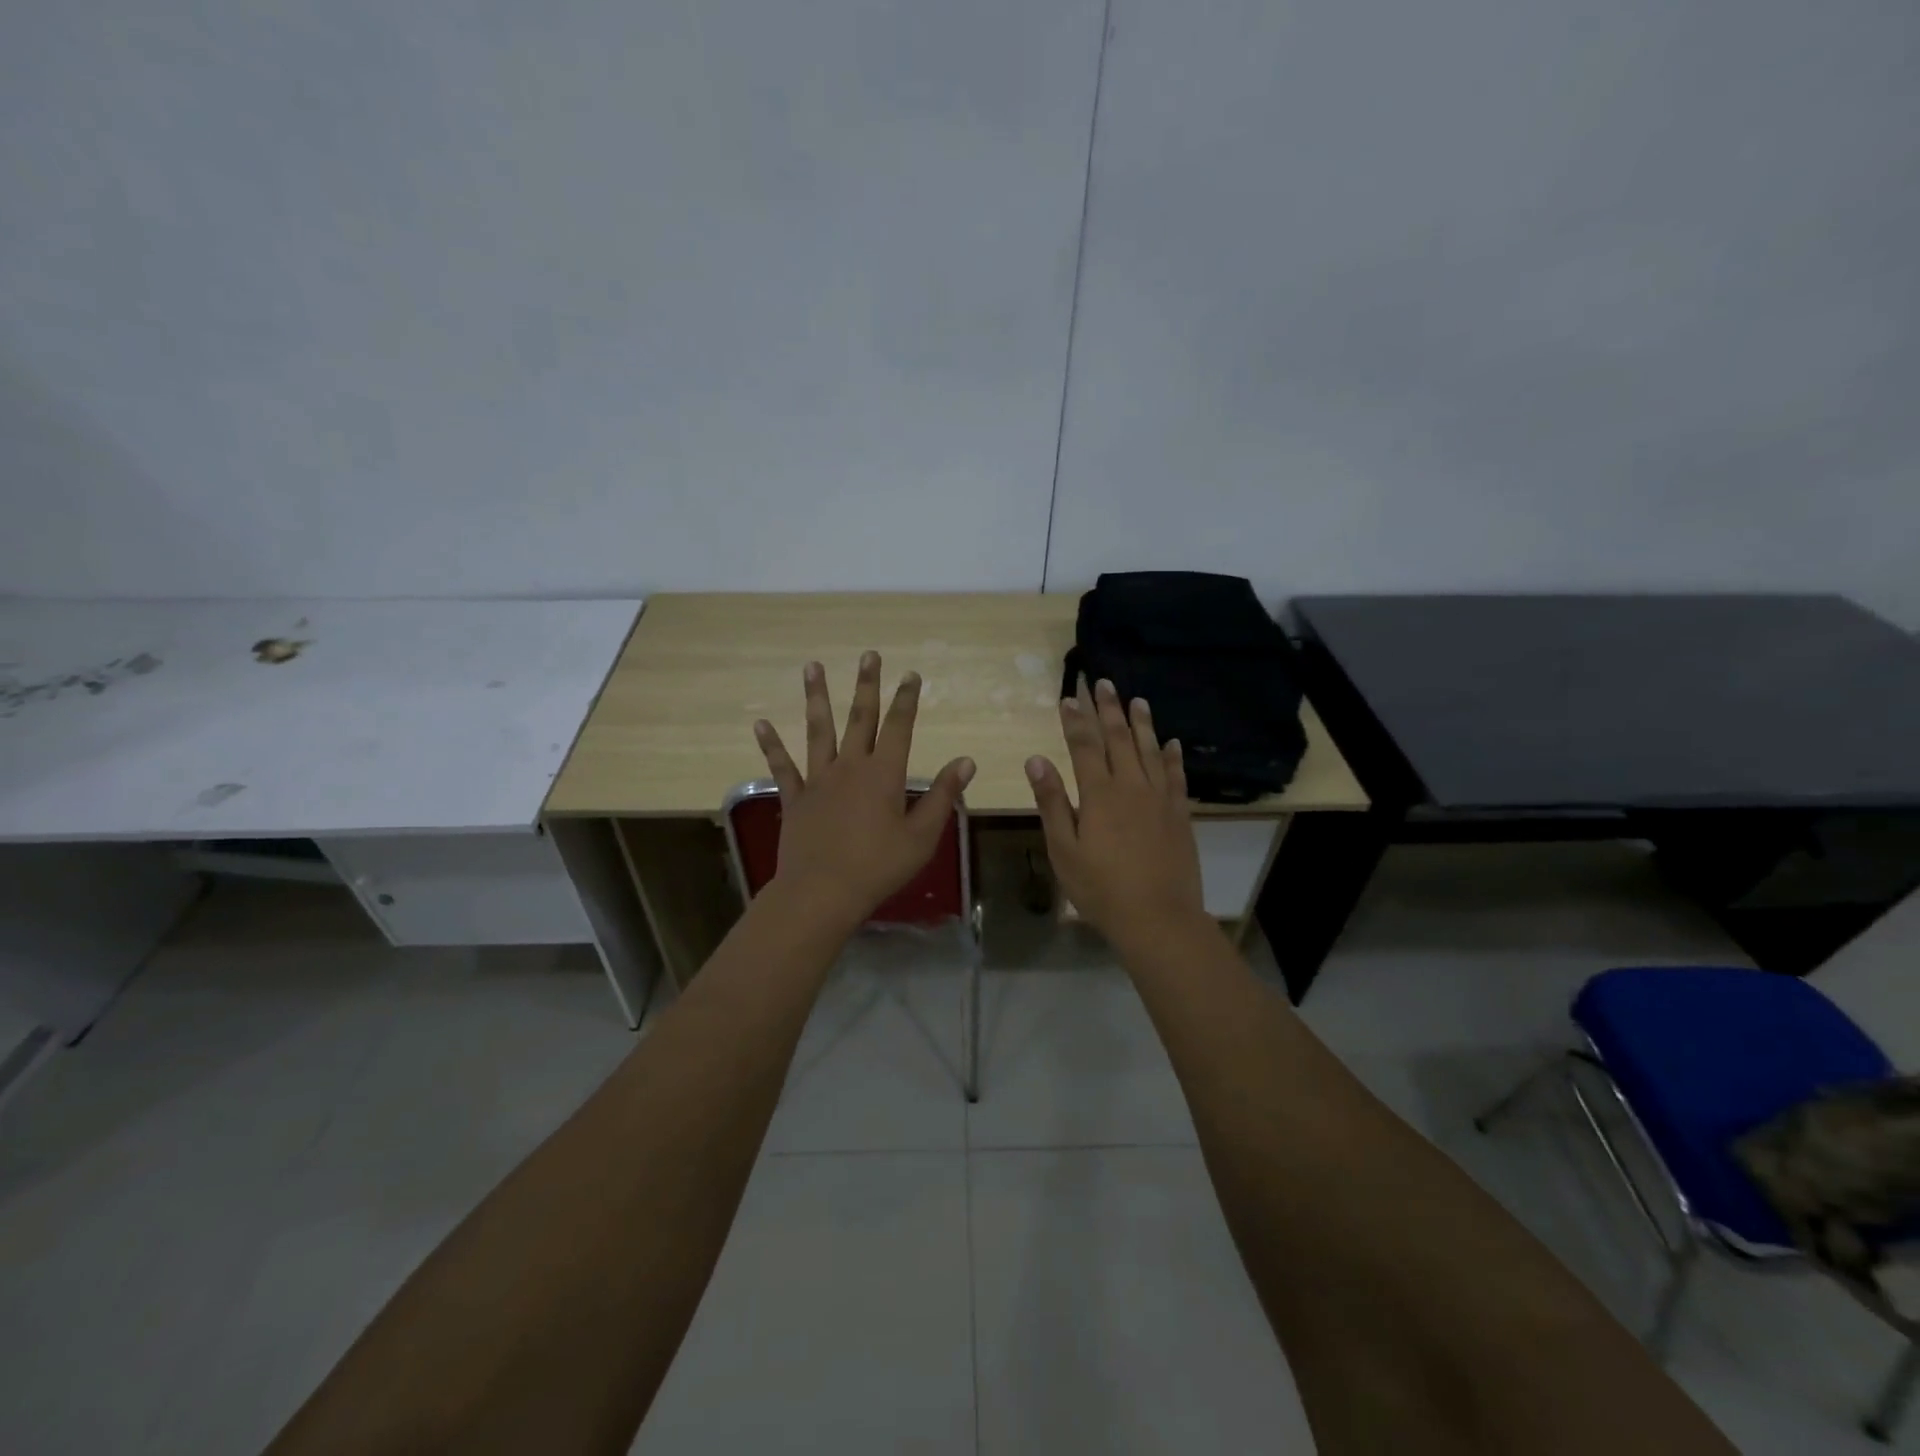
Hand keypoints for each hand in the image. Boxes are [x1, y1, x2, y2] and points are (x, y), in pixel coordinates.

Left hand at [752, 651, 974, 925]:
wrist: (822, 892)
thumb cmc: (879, 867)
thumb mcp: (922, 836)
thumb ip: (943, 796)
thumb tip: (966, 761)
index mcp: (884, 774)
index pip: (899, 727)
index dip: (906, 699)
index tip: (911, 674)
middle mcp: (850, 767)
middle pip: (860, 718)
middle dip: (867, 685)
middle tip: (869, 655)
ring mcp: (819, 780)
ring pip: (819, 730)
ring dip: (817, 697)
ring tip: (812, 666)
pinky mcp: (795, 798)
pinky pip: (782, 767)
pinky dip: (772, 745)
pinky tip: (761, 724)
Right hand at [1026, 676, 1207, 948]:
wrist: (1157, 918)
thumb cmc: (1101, 888)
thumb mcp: (1063, 849)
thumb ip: (1051, 801)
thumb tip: (1036, 758)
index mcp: (1099, 794)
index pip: (1084, 745)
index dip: (1075, 720)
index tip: (1068, 697)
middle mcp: (1131, 786)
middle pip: (1118, 739)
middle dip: (1108, 709)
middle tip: (1103, 683)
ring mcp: (1159, 798)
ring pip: (1149, 750)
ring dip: (1141, 723)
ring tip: (1136, 700)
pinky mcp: (1179, 814)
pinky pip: (1176, 776)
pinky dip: (1172, 756)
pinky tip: (1171, 743)